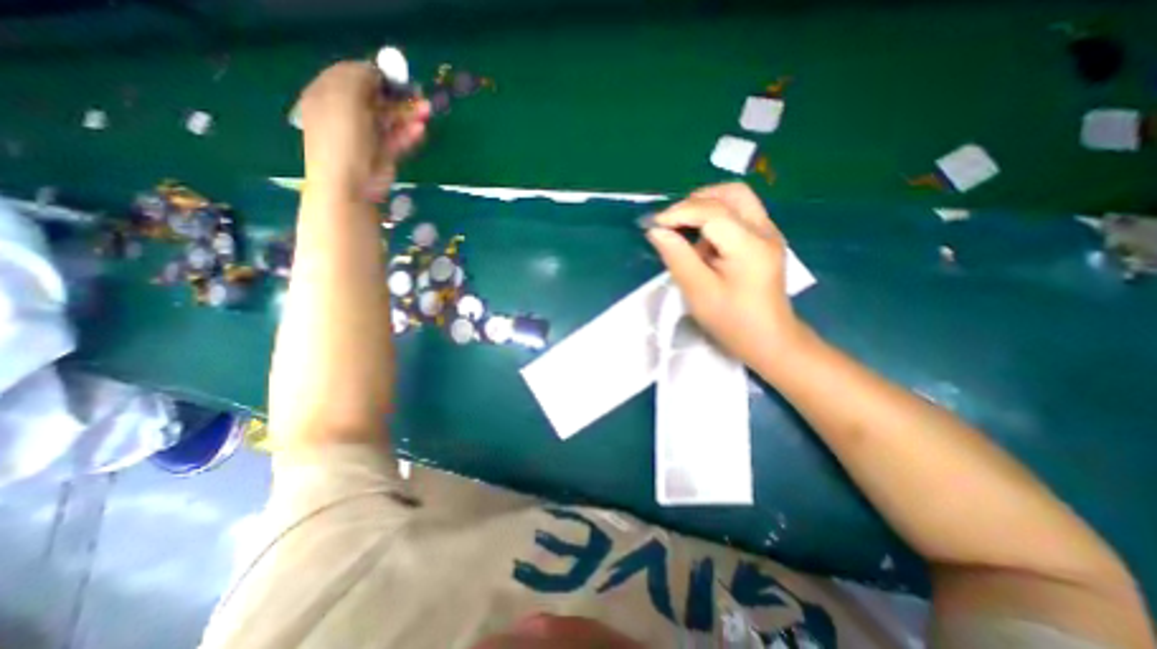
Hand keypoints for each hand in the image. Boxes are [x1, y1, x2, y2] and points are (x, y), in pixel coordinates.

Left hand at [293, 64, 431, 200]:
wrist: (349, 184)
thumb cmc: (341, 137)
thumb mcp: (345, 97)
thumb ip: (359, 77)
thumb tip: (374, 70)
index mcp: (327, 95)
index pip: (351, 76)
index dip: (373, 73)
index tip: (395, 75)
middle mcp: (345, 114)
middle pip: (375, 99)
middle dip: (397, 96)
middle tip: (418, 95)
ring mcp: (365, 136)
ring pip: (390, 121)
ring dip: (409, 115)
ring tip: (427, 112)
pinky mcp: (382, 155)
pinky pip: (397, 140)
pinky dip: (409, 134)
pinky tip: (421, 129)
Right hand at [643, 183, 805, 365]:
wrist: (768, 339)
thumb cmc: (731, 321)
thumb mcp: (697, 291)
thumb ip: (676, 256)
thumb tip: (656, 230)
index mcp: (749, 245)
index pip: (711, 211)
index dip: (678, 212)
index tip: (653, 225)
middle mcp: (764, 230)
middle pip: (730, 193)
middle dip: (696, 201)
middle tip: (672, 222)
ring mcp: (769, 233)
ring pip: (736, 199)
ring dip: (706, 206)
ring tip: (685, 230)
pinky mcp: (765, 239)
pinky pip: (739, 213)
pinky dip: (716, 217)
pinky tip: (704, 241)